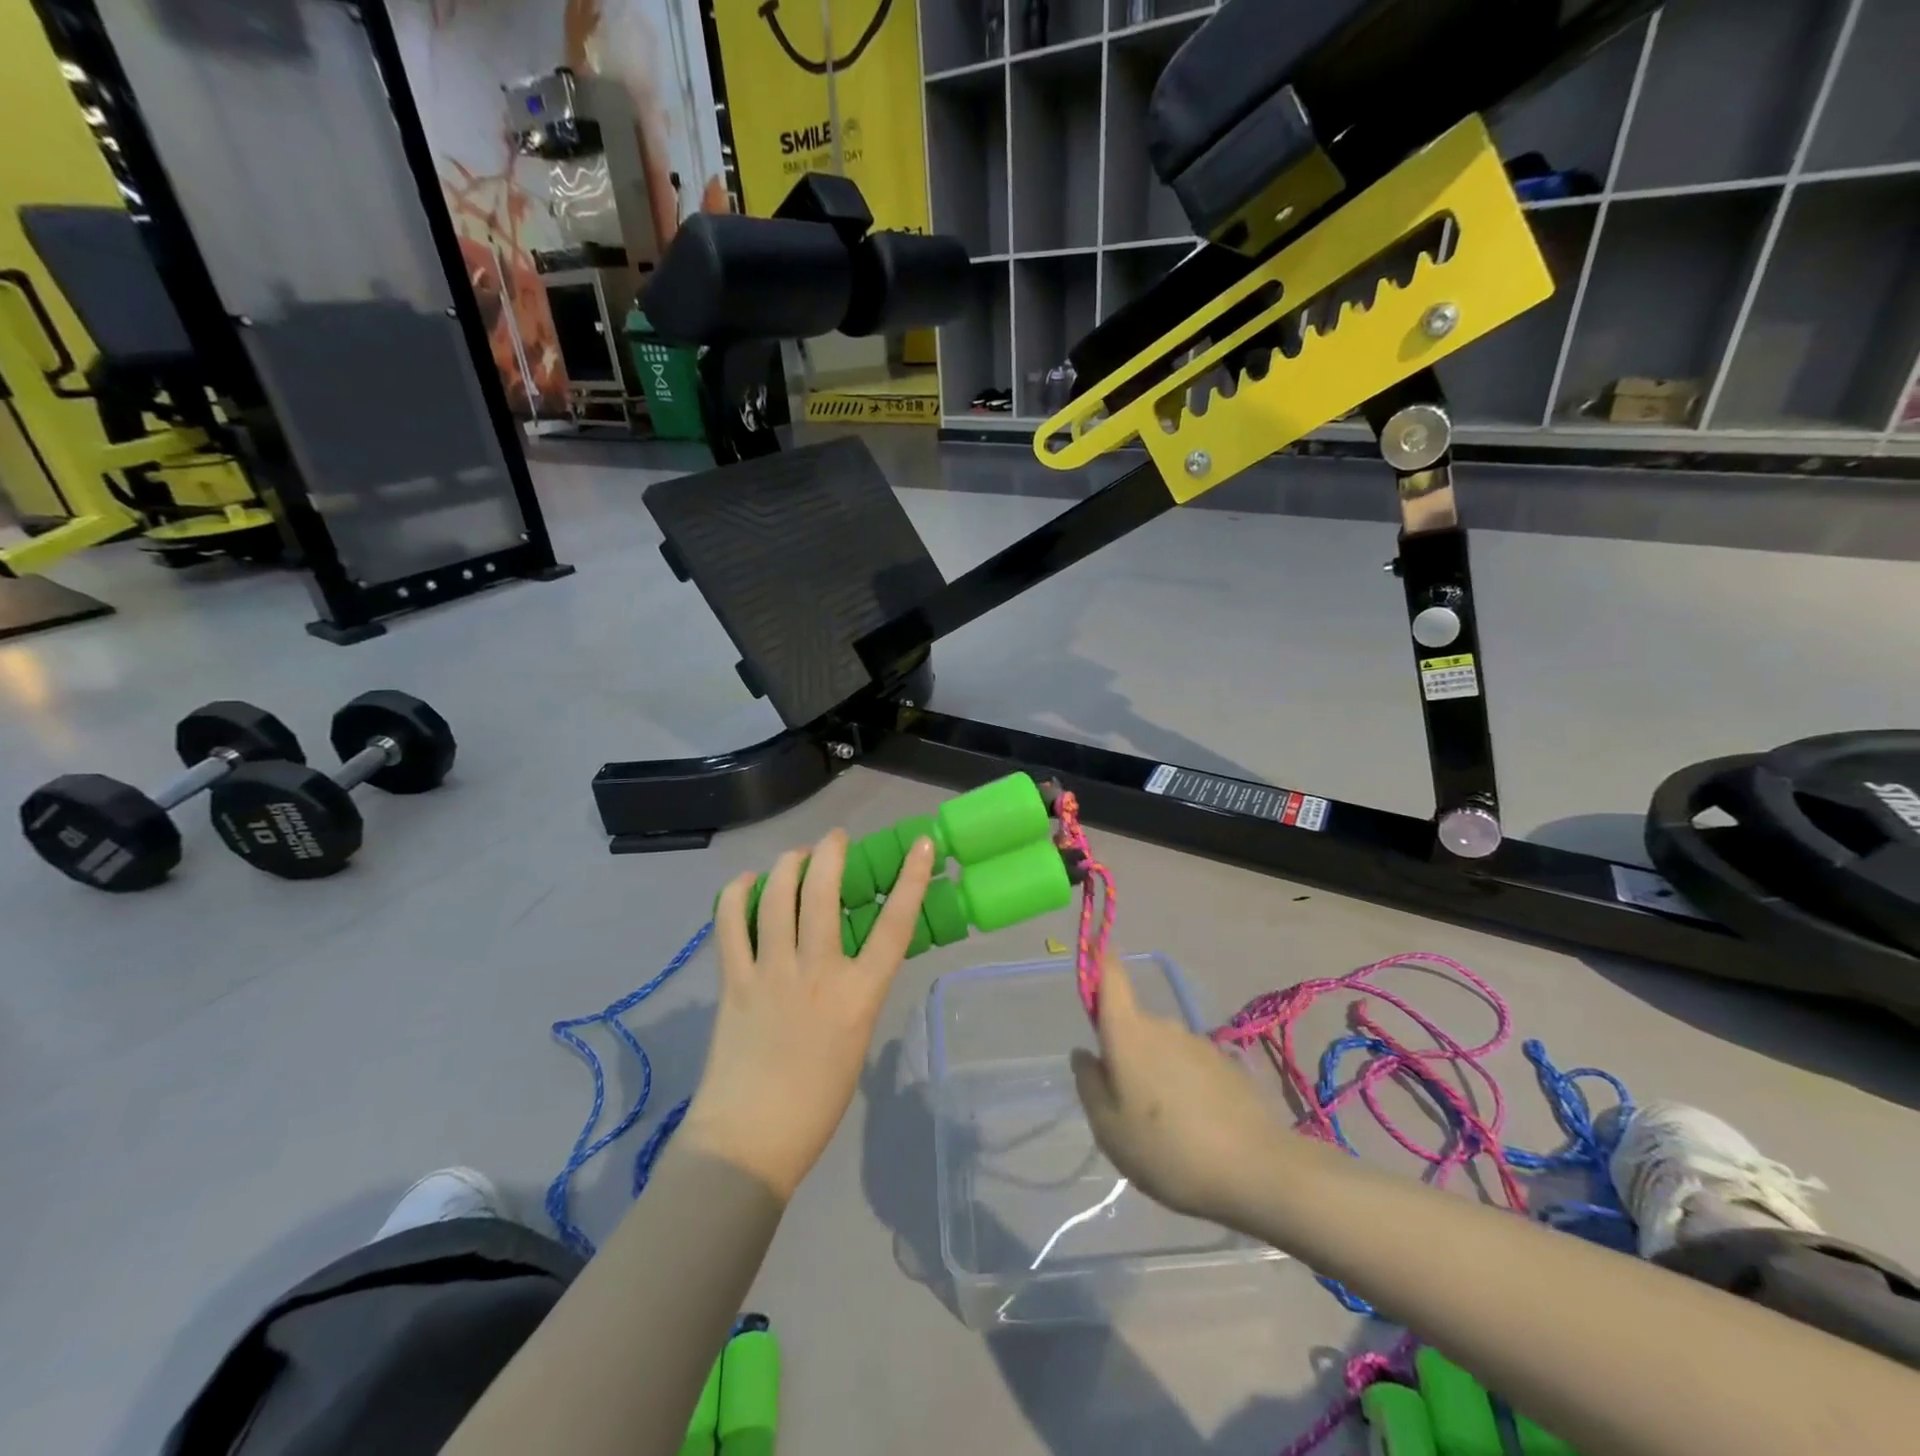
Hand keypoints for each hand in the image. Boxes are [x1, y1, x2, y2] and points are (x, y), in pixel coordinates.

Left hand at [682, 829, 934, 1201]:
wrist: (750, 1141)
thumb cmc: (817, 1101)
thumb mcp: (857, 1039)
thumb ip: (855, 991)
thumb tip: (846, 957)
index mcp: (859, 995)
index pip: (894, 925)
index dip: (911, 879)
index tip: (920, 845)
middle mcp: (817, 973)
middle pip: (824, 892)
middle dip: (831, 852)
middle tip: (835, 840)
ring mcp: (771, 973)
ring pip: (777, 897)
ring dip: (787, 865)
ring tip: (795, 856)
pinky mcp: (733, 981)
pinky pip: (730, 923)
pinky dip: (737, 894)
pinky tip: (746, 884)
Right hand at [1070, 956, 1287, 1223]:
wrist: (1257, 1170)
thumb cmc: (1168, 1149)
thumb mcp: (1109, 1129)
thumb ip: (1089, 1084)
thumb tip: (1085, 1053)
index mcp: (1128, 1033)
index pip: (1111, 977)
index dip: (1100, 960)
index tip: (1093, 953)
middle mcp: (1163, 1026)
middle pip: (1134, 1025)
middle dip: (1126, 1053)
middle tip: (1126, 1106)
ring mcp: (1199, 1043)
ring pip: (1162, 1049)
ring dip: (1156, 1074)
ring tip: (1163, 1128)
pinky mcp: (1226, 1064)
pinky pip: (1190, 1067)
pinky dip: (1184, 1087)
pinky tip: (1195, 1129)